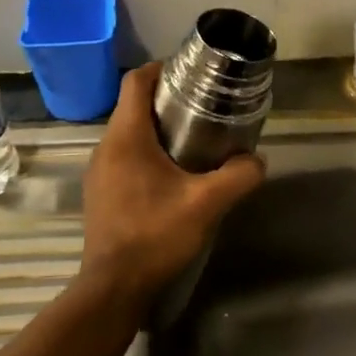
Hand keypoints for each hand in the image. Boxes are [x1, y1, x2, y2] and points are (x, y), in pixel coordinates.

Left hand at [78, 63, 265, 311]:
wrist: (114, 287)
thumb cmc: (155, 235)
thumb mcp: (206, 204)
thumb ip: (238, 176)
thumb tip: (257, 160)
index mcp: (126, 136)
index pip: (136, 80)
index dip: (162, 68)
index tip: (191, 74)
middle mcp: (106, 146)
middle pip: (133, 105)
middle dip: (166, 100)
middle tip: (202, 108)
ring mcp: (98, 171)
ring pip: (128, 132)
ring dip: (156, 128)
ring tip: (192, 141)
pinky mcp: (100, 192)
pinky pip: (122, 156)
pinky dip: (145, 152)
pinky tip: (171, 176)